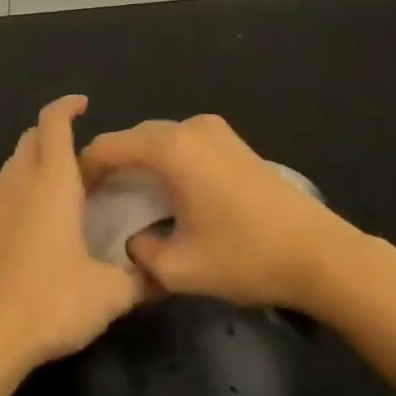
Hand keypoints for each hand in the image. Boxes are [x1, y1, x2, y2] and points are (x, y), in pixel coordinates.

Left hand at [0, 95, 146, 375]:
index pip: (53, 122)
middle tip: (84, 155)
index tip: (84, 105)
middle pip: (31, 137)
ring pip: (14, 164)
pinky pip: (4, 194)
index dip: (67, 106)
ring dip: (36, 161)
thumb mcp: (109, 293)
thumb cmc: (52, 300)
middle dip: (54, 133)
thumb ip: (138, 279)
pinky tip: (38, 222)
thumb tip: (161, 276)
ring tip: (64, 185)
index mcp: (52, 181)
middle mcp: (20, 182)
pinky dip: (22, 192)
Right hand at [79, 113, 360, 311]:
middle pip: (134, 138)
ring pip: (159, 139)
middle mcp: (189, 127)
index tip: (74, 197)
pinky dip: (167, 160)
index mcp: (171, 148)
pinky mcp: (233, 141)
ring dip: (141, 162)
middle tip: (99, 201)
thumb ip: (141, 253)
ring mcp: (215, 130)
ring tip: (131, 198)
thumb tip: (133, 241)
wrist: (321, 255)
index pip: (110, 146)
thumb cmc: (247, 257)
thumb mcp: (181, 269)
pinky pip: (184, 143)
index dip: (86, 169)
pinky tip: (170, 193)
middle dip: (112, 164)